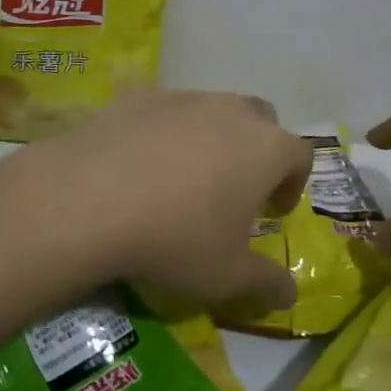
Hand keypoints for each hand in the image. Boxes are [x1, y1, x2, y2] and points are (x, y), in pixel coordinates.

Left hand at [32, 89, 310, 312]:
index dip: (293, 184)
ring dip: (212, 138)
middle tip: (236, 189)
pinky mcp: (140, 96)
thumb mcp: (227, 275)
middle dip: (257, 150)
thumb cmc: (176, 238)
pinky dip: (166, 133)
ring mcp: (184, 97)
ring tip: (185, 179)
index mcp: (265, 147)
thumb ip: (266, 282)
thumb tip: (290, 294)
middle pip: (260, 120)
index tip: (273, 212)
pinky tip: (141, 165)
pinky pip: (166, 111)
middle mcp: (231, 111)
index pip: (299, 154)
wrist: (91, 198)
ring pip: (212, 110)